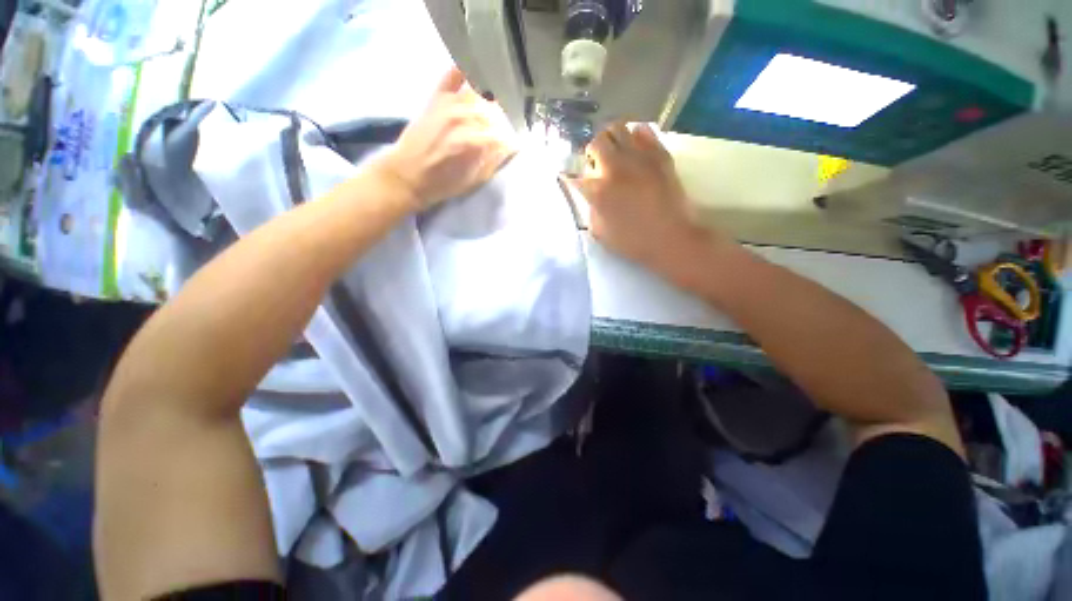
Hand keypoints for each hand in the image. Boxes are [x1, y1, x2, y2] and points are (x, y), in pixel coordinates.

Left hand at [375, 67, 514, 209]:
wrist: (408, 176)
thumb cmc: (443, 184)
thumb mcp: (475, 180)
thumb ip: (494, 161)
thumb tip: (510, 147)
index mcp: (476, 142)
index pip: (505, 134)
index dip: (510, 142)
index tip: (511, 147)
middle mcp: (466, 118)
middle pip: (495, 112)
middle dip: (503, 123)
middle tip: (501, 132)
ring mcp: (450, 104)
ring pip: (480, 93)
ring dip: (490, 101)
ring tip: (492, 110)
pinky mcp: (436, 97)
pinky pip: (453, 75)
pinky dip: (464, 73)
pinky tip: (473, 77)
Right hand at [575, 122, 731, 285]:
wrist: (670, 239)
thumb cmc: (632, 241)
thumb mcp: (599, 232)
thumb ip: (590, 209)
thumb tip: (590, 194)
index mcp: (598, 191)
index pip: (575, 175)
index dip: (571, 178)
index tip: (571, 180)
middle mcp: (615, 168)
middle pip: (596, 142)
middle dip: (592, 153)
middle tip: (597, 164)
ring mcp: (639, 158)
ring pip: (618, 128)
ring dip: (611, 139)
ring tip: (615, 152)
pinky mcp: (659, 154)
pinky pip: (644, 130)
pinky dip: (635, 136)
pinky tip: (635, 149)